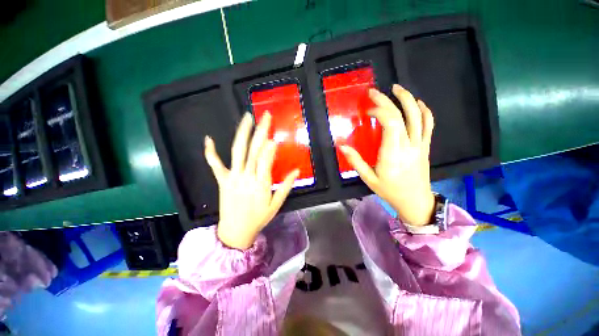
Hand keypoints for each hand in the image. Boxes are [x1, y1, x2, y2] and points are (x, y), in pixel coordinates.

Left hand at [204, 112, 298, 249]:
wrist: (235, 231)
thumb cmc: (259, 218)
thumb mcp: (276, 204)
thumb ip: (286, 186)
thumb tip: (296, 171)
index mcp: (261, 183)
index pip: (266, 159)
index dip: (270, 146)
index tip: (275, 134)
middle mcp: (246, 176)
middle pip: (254, 150)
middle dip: (261, 131)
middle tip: (266, 116)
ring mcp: (232, 177)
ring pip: (237, 151)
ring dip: (242, 133)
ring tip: (247, 118)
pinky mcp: (222, 180)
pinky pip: (215, 164)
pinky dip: (210, 152)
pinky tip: (209, 139)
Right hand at [340, 84, 434, 225]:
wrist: (415, 201)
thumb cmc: (389, 191)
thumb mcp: (368, 178)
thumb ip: (355, 161)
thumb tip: (342, 146)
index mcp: (392, 154)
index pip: (390, 123)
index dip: (380, 110)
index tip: (368, 111)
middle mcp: (408, 145)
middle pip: (401, 115)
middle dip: (387, 100)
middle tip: (374, 92)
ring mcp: (419, 145)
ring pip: (418, 116)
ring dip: (407, 99)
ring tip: (396, 88)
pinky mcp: (425, 146)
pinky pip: (428, 125)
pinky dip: (425, 111)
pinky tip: (417, 103)